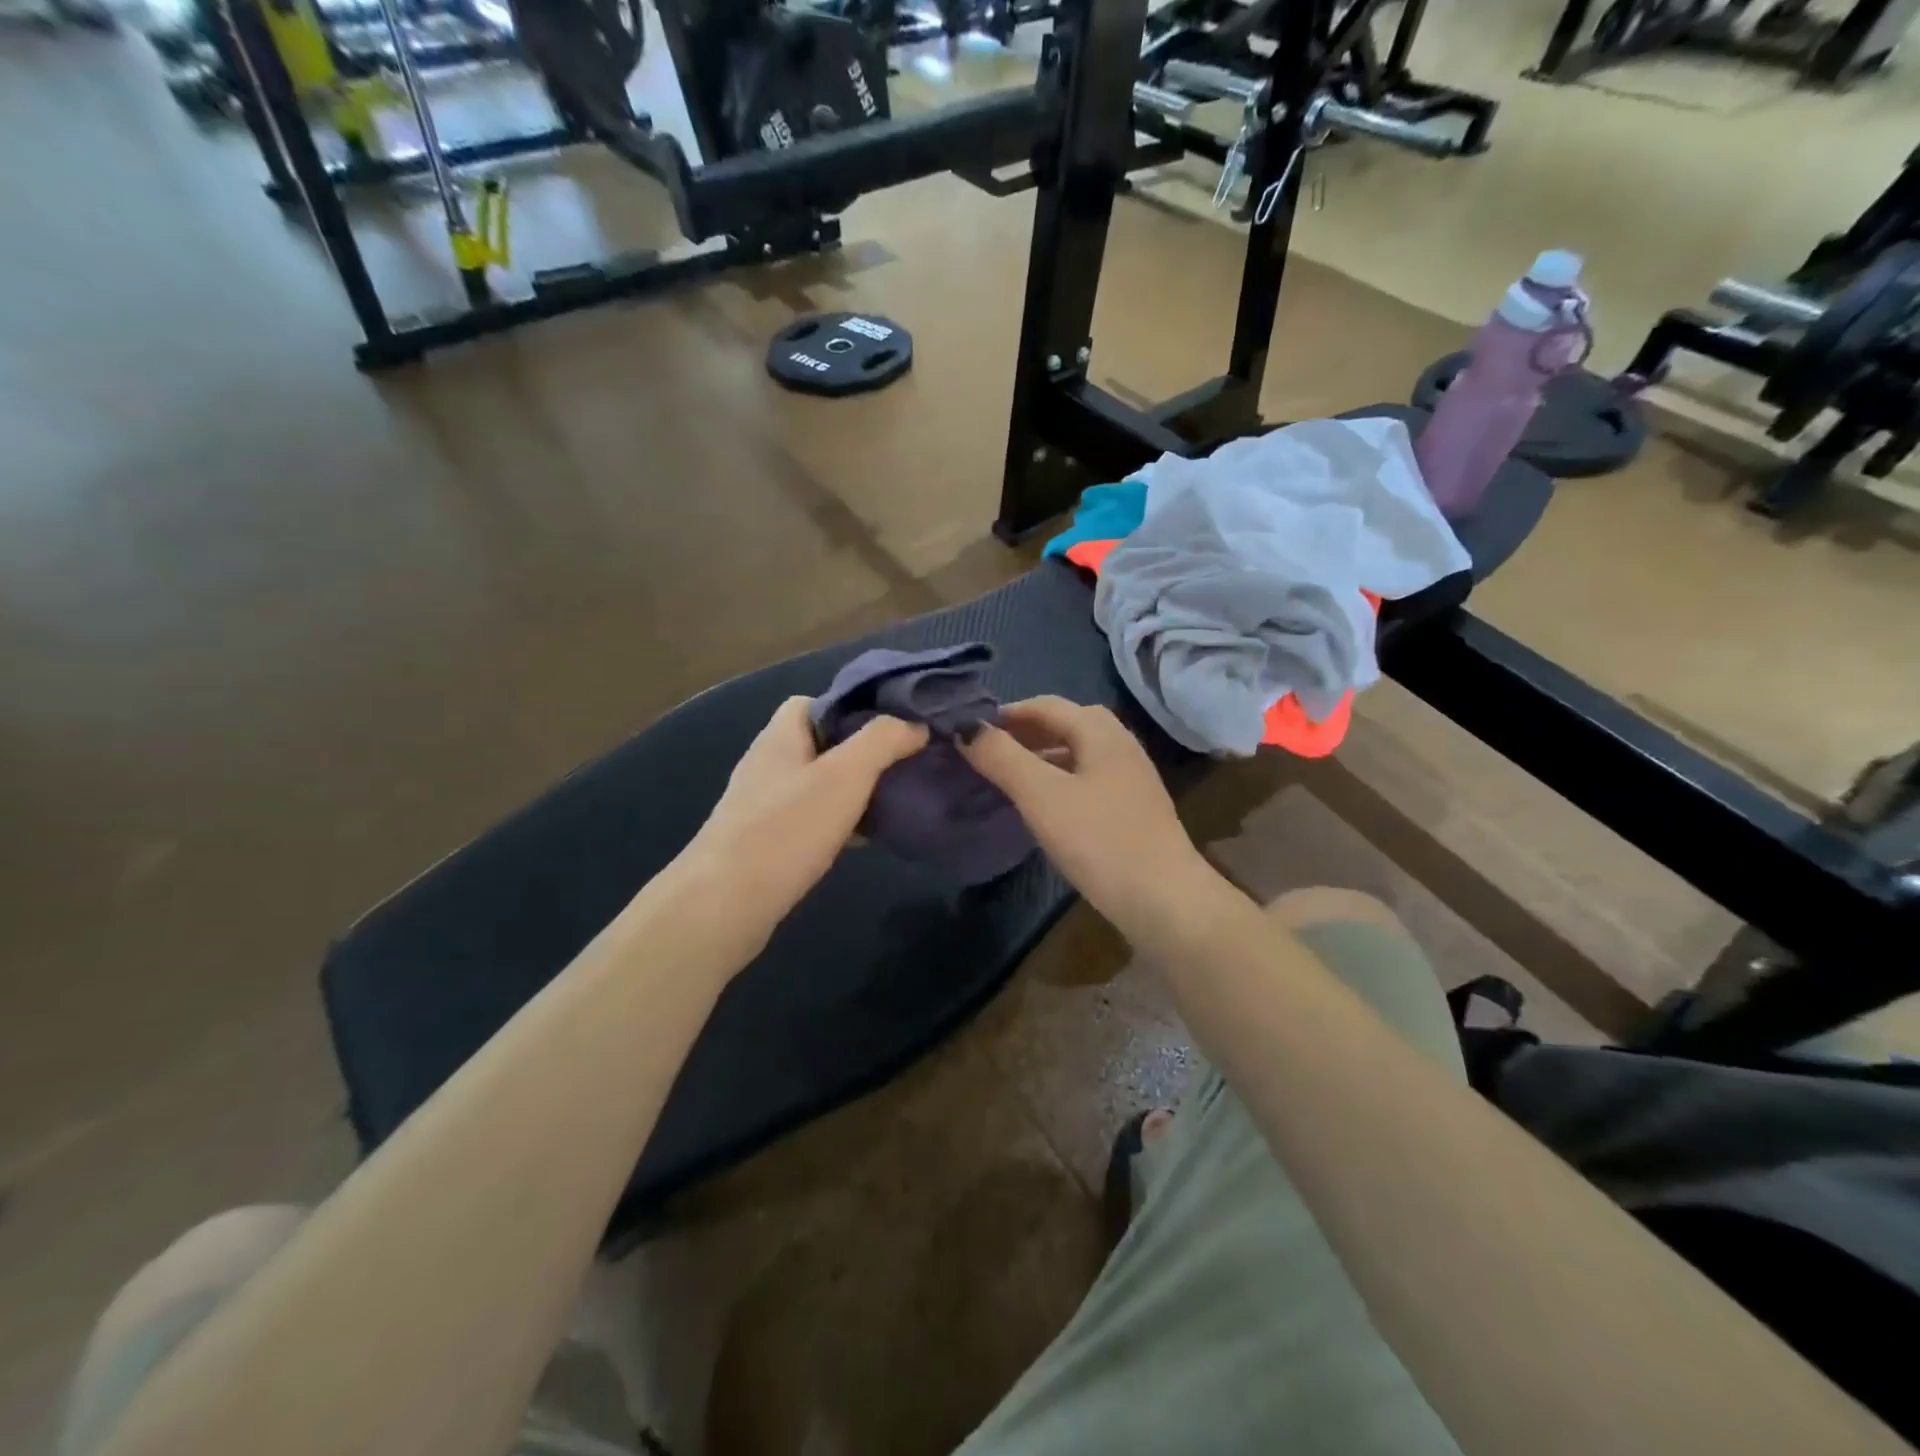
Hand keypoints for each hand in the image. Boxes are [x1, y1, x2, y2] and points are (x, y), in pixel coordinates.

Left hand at [682, 696, 927, 937]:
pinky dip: (839, 820)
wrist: (725, 904)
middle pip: (823, 742)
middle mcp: (770, 762)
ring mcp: (765, 802)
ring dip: (854, 789)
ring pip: (820, 782)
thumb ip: (883, 741)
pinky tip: (864, 838)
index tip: (894, 726)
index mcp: (781, 734)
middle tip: (902, 765)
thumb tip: (916, 725)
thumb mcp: (845, 775)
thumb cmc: (787, 829)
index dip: (855, 707)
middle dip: (863, 751)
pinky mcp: (767, 838)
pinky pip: (812, 816)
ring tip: (893, 800)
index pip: (817, 701)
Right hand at [961, 697, 1221, 943]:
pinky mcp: (1133, 807)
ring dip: (1042, 756)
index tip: (971, 731)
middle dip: (1025, 732)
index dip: (1006, 713)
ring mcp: (1131, 777)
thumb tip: (966, 727)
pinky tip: (1045, 805)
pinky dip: (1060, 779)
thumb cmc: (1099, 840)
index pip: (1045, 705)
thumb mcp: (1041, 796)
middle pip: (1066, 724)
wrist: (1163, 899)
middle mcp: (1120, 744)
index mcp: (1101, 732)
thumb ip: (1002, 757)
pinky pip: (1088, 778)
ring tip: (1010, 777)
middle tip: (990, 751)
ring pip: (1078, 752)